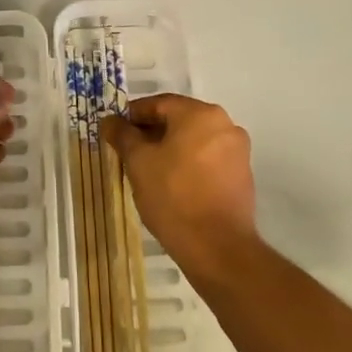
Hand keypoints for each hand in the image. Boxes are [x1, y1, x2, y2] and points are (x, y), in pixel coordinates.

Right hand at [102, 94, 255, 276]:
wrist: (217, 247)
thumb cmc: (173, 195)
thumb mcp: (138, 162)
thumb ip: (123, 135)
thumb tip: (109, 120)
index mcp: (200, 114)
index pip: (159, 103)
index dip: (132, 116)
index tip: (115, 132)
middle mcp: (225, 124)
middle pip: (179, 120)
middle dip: (151, 133)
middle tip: (128, 152)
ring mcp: (238, 151)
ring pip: (194, 140)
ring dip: (170, 149)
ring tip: (147, 170)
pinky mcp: (242, 175)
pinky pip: (208, 159)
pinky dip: (188, 164)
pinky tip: (171, 184)